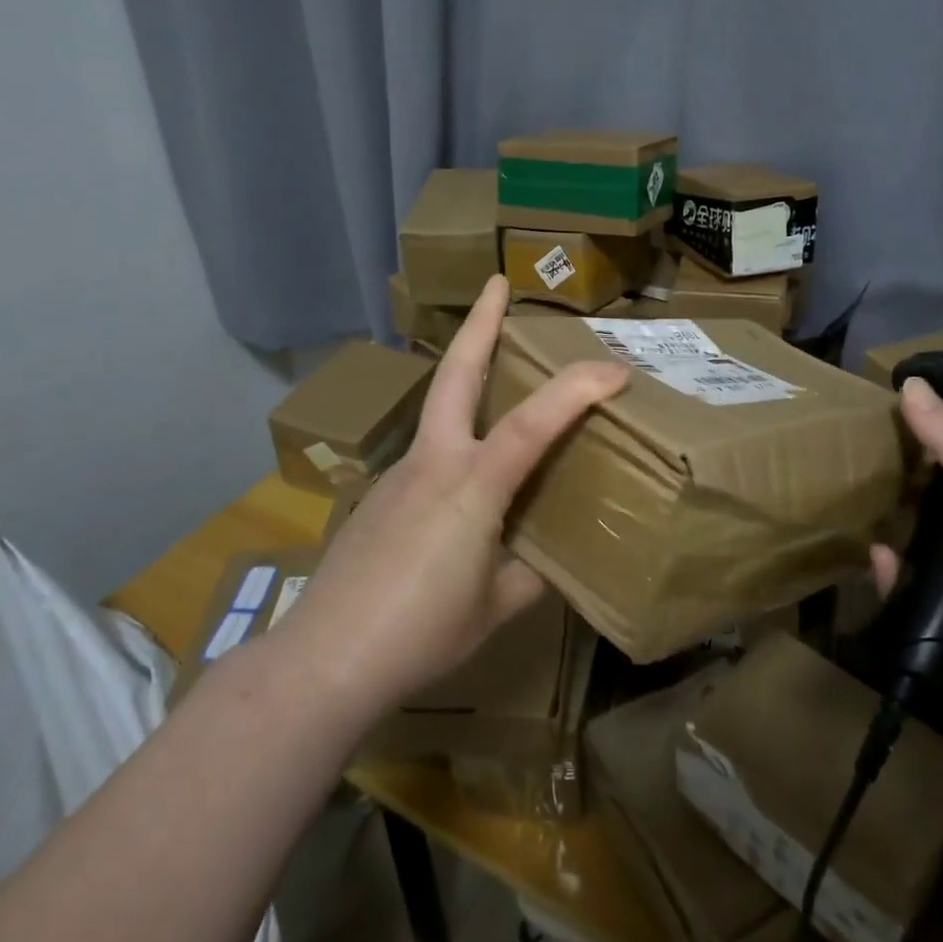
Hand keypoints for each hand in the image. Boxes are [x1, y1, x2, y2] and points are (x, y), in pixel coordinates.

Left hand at [273, 276, 627, 713]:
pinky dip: (455, 444)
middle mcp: (434, 462)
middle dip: (479, 323)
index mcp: (472, 485)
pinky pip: (429, 455)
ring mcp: (400, 474)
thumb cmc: (420, 633)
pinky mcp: (379, 496)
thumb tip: (546, 558)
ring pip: (441, 412)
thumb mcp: (495, 607)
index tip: (616, 370)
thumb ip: (528, 573)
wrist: (326, 657)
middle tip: (495, 284)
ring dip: (468, 381)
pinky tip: (462, 487)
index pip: (535, 421)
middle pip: (456, 373)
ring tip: (501, 384)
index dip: (578, 388)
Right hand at [868, 376, 942, 736]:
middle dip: (903, 490)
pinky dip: (888, 577)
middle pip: (936, 512)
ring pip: (915, 552)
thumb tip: (909, 382)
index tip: (894, 421)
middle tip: (861, 460)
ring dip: (891, 532)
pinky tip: (878, 557)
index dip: (936, 449)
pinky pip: (901, 595)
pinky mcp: (937, 627)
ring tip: (854, 499)